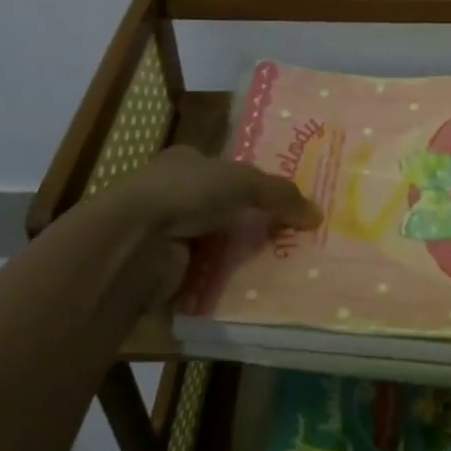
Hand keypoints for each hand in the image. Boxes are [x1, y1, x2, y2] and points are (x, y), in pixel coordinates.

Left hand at [70, 146, 321, 310]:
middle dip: (250, 221)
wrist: (133, 242)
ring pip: (213, 243)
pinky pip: (204, 275)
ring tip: (281, 265)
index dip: (252, 182)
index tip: (282, 200)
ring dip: (238, 254)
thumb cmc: (187, 192)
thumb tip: (317, 214)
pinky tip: (252, 288)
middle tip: (289, 236)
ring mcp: (164, 234)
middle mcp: (172, 194)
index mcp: (185, 162)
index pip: (224, 169)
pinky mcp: (163, 271)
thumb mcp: (244, 182)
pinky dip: (223, 281)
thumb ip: (281, 194)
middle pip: (222, 208)